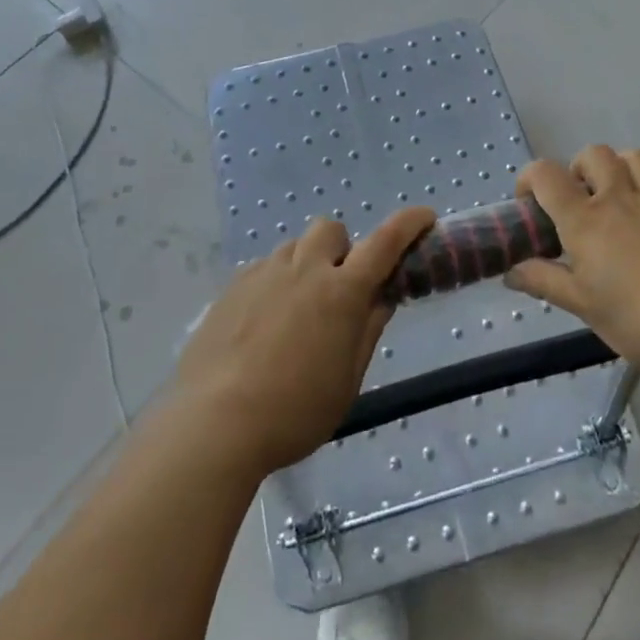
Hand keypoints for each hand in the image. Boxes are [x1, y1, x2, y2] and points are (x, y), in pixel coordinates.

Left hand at [171, 207, 435, 476]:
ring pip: (294, 248)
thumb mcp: (346, 381)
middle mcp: (304, 269)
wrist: (215, 422)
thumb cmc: (294, 411)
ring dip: (307, 266)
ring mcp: (264, 273)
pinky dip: (276, 283)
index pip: (385, 242)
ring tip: (297, 311)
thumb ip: (367, 331)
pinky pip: (264, 268)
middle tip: (339, 289)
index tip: (425, 217)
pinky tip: (264, 324)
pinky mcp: (232, 286)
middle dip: (342, 249)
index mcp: (342, 292)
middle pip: (331, 230)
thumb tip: (381, 299)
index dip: (409, 225)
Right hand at [506, 146, 639, 366]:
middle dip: (579, 167)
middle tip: (581, 199)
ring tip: (619, 190)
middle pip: (593, 153)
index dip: (530, 178)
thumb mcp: (583, 306)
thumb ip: (544, 282)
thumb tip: (510, 271)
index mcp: (584, 219)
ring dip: (620, 165)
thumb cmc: (639, 314)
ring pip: (635, 156)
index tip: (530, 202)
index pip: (546, 175)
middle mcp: (618, 196)